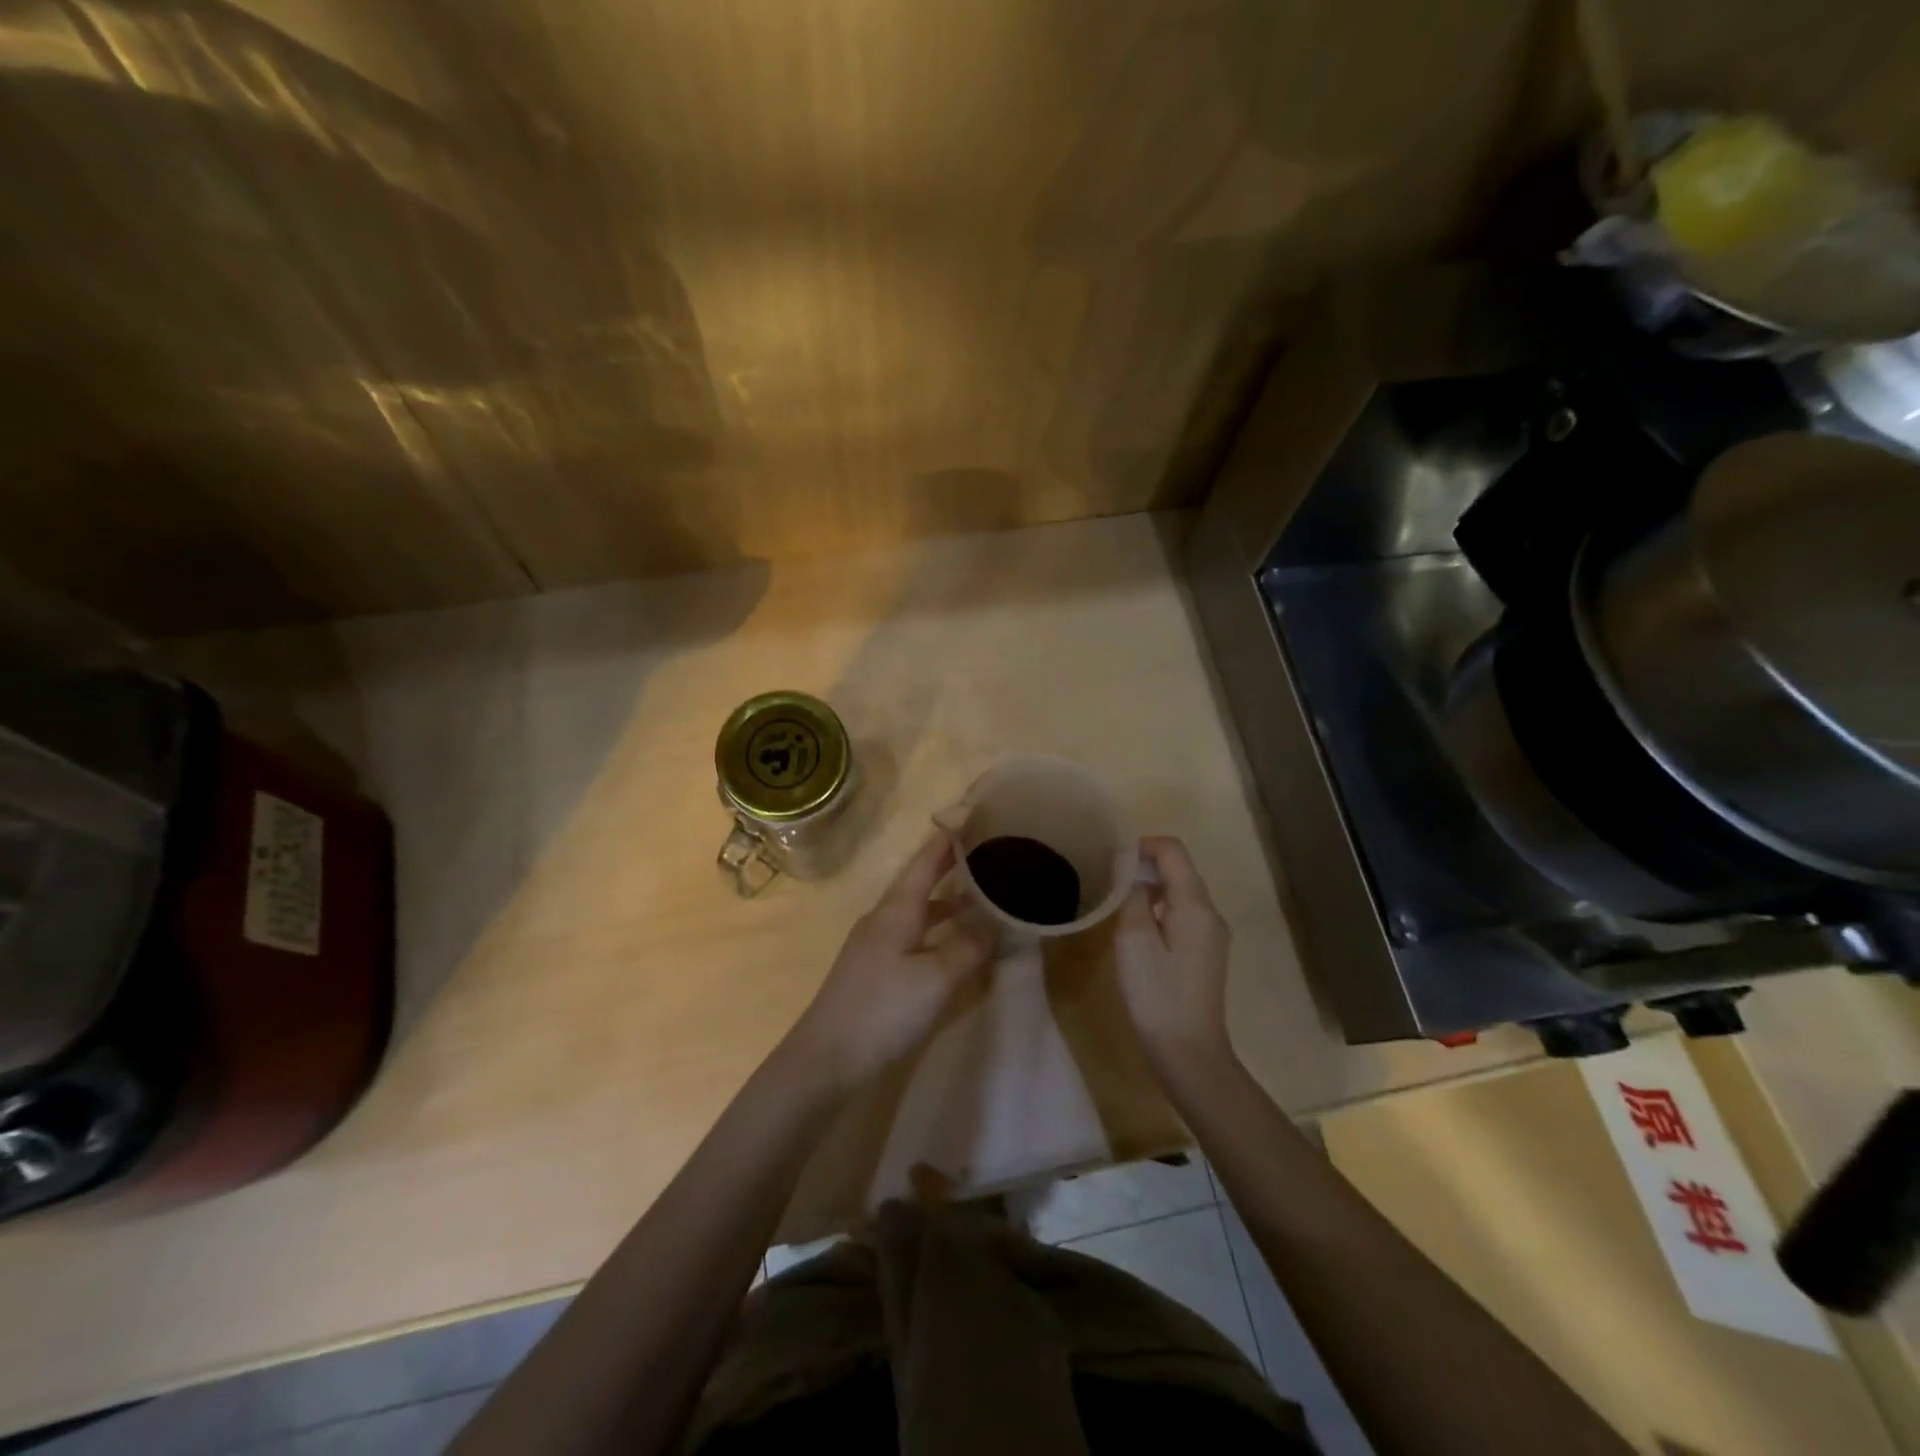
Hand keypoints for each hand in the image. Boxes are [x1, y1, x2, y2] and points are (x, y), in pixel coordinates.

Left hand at [786, 833, 990, 1089]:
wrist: (826, 1059)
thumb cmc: (883, 1009)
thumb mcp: (935, 978)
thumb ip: (969, 948)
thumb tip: (999, 924)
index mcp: (896, 910)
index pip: (925, 863)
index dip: (948, 842)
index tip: (972, 818)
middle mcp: (883, 919)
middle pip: (920, 884)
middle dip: (950, 868)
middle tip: (985, 855)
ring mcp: (876, 946)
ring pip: (917, 912)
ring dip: (946, 903)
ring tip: (980, 899)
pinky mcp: (875, 972)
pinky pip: (913, 937)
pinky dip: (937, 932)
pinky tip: (953, 946)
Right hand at [1115, 836, 1234, 1080]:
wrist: (1188, 1051)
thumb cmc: (1156, 993)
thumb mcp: (1133, 939)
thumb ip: (1133, 896)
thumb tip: (1133, 873)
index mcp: (1195, 905)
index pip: (1174, 851)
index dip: (1143, 845)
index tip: (1113, 859)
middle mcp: (1211, 913)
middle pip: (1180, 870)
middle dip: (1146, 865)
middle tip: (1111, 881)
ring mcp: (1213, 934)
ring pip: (1182, 892)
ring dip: (1152, 887)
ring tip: (1121, 903)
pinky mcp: (1207, 953)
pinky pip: (1184, 914)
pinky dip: (1161, 908)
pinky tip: (1140, 929)